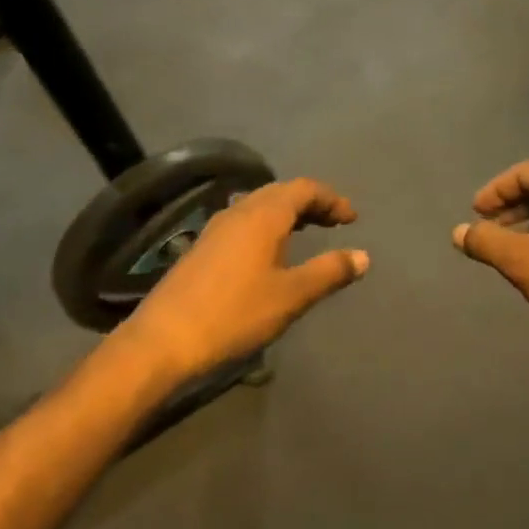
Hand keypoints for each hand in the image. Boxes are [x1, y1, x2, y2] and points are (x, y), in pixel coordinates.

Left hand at [120, 177, 368, 381]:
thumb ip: (329, 272)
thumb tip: (363, 256)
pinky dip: (266, 227)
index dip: (331, 199)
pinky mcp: (201, 248)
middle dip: (310, 202)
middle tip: (333, 222)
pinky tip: (269, 253)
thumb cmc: (235, 314)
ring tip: (306, 232)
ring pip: (258, 206)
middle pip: (280, 192)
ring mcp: (215, 229)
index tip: (352, 218)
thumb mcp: (291, 295)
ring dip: (286, 213)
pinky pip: (243, 223)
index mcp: (263, 216)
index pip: (303, 189)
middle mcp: (238, 212)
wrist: (165, 339)